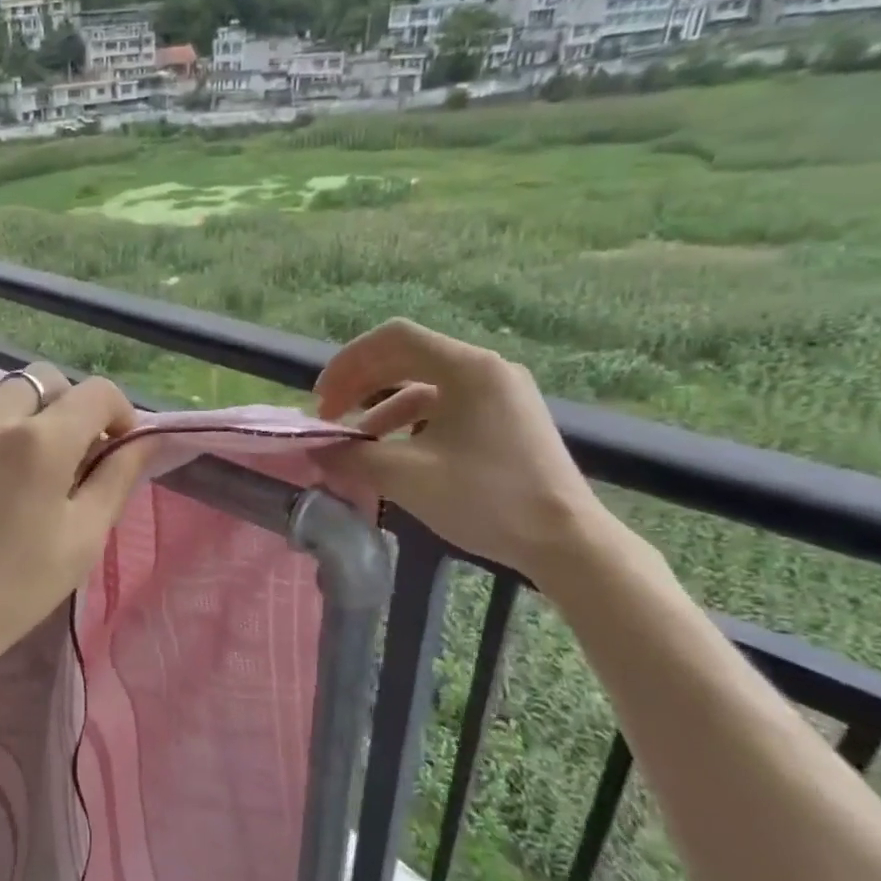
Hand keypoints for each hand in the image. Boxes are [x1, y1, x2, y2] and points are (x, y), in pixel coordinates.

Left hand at [0, 366, 154, 722]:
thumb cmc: (8, 595)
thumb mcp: (80, 542)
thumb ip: (117, 477)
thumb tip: (145, 437)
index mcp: (37, 441)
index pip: (95, 392)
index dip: (116, 411)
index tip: (112, 441)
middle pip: (36, 385)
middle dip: (57, 413)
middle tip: (52, 461)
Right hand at [312, 320, 612, 588]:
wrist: (565, 541)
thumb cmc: (486, 499)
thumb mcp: (406, 476)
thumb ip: (352, 457)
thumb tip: (315, 451)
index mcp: (468, 368)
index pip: (393, 338)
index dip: (348, 362)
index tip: (321, 399)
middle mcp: (486, 370)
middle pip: (406, 358)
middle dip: (360, 384)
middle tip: (329, 417)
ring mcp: (500, 394)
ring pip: (424, 385)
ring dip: (380, 408)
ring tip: (354, 444)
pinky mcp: (505, 420)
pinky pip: (445, 407)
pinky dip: (409, 423)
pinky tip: (393, 453)